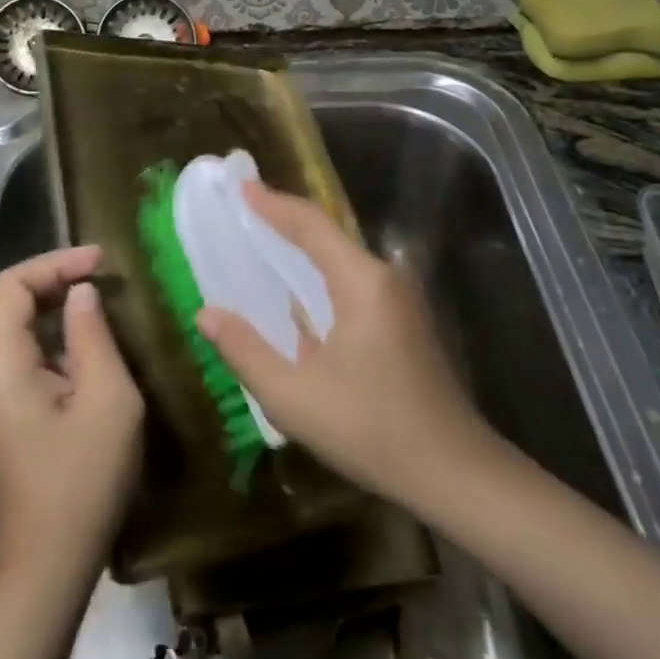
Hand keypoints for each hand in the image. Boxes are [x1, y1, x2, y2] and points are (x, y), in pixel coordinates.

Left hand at [0, 245, 144, 585]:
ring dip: (60, 308)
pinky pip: (29, 359)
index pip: (11, 286)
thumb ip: (92, 337)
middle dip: (57, 279)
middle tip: (107, 275)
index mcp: (0, 365)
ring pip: (21, 331)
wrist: (48, 570)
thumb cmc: (82, 482)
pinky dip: (59, 339)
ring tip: (106, 301)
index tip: (100, 261)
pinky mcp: (10, 418)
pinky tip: (95, 347)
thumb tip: (81, 294)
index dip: (55, 262)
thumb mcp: (107, 400)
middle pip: (11, 303)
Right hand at [195, 184, 493, 509]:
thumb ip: (245, 350)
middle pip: (328, 234)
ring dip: (303, 249)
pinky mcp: (405, 319)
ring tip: (261, 244)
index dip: (273, 204)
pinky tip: (297, 295)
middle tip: (243, 212)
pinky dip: (320, 275)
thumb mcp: (294, 397)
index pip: (311, 225)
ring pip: (342, 258)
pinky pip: (353, 280)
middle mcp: (384, 277)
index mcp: (361, 282)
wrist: (453, 472)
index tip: (241, 187)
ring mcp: (400, 298)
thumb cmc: (371, 430)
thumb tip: (206, 314)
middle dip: (284, 221)